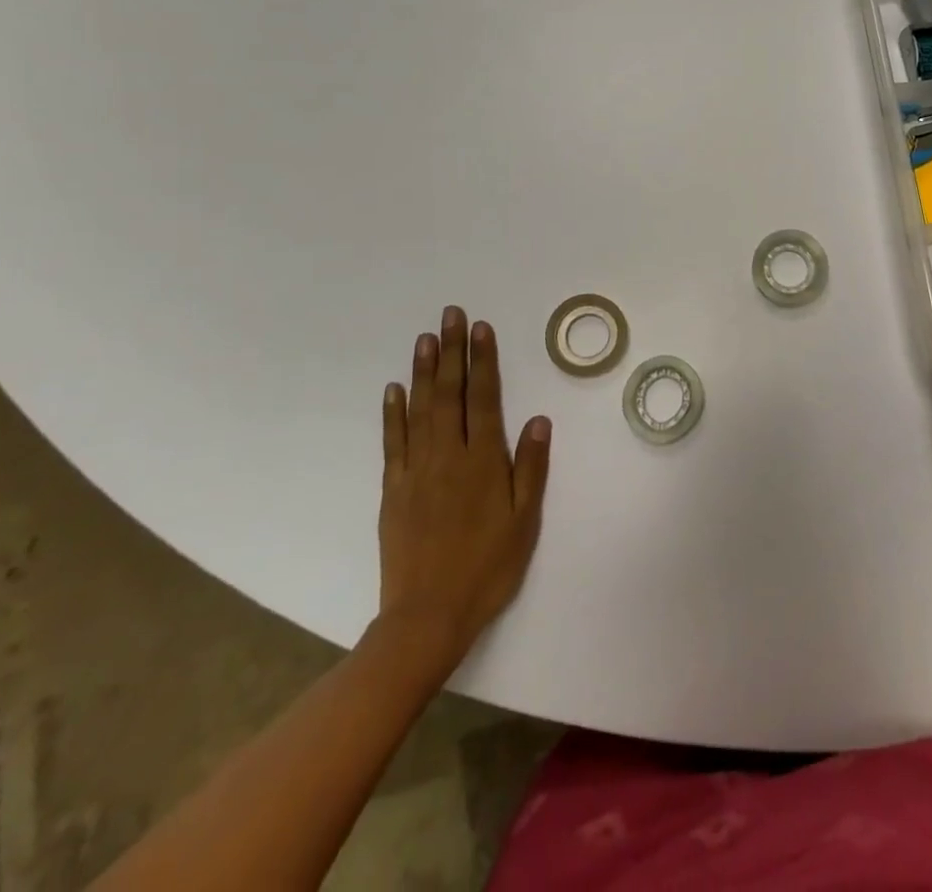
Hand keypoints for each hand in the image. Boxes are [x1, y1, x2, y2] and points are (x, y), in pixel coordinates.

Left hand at [374, 307, 551, 683]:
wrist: (427, 616)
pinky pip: (393, 442)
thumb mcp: (525, 520)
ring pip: (420, 409)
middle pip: (449, 393)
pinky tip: (394, 389)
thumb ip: (531, 467)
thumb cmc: (487, 567)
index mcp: (483, 461)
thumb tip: (538, 419)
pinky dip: (393, 413)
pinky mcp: (393, 489)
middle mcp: (447, 455)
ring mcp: (416, 470)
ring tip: (425, 338)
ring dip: (423, 371)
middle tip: (450, 315)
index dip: (483, 360)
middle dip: (452, 351)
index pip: (484, 398)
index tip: (481, 328)